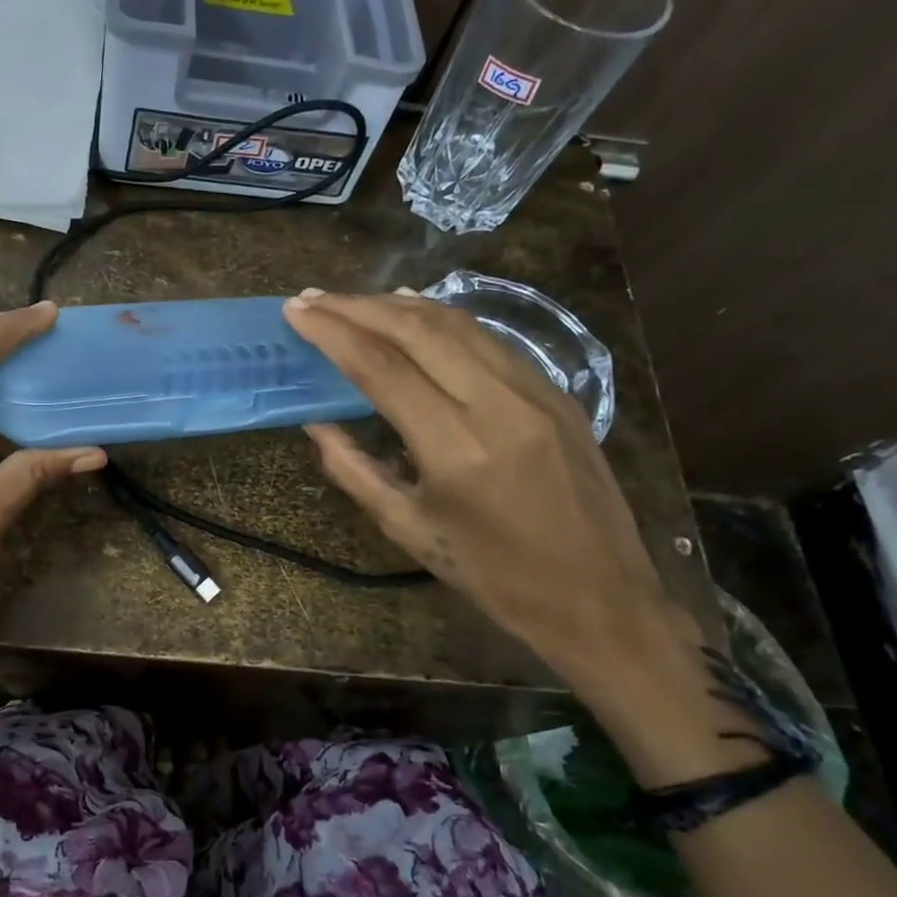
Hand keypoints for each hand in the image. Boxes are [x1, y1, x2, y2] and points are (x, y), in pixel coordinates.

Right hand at [283, 290, 698, 695]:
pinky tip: (417, 313)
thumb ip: (354, 471)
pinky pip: (490, 340)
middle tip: (315, 298)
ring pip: (458, 324)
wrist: (600, 598)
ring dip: (399, 306)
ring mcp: (534, 392)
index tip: (296, 310)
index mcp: (455, 447)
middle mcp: (496, 404)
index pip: (381, 367)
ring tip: (354, 301)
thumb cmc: (493, 575)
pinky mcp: (557, 393)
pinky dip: (444, 319)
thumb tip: (317, 424)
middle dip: (358, 306)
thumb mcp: (409, 530)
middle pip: (418, 330)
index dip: (332, 332)